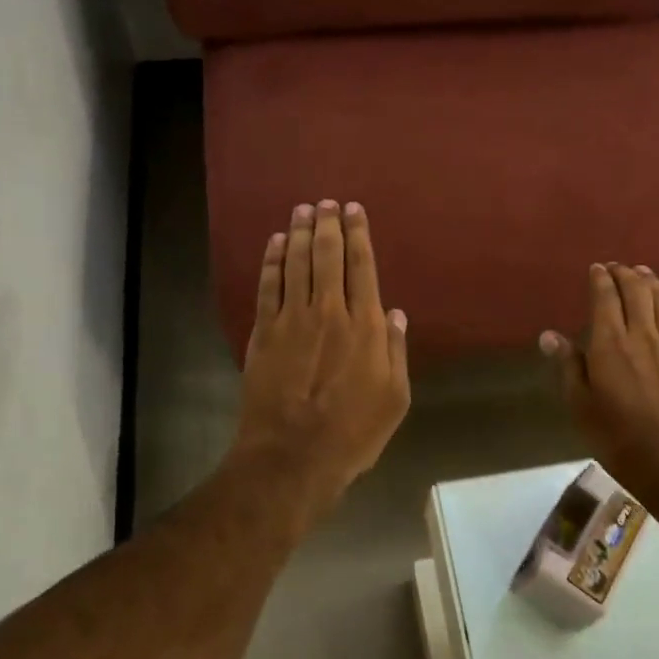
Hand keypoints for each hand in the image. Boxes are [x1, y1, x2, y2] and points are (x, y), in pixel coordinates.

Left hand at [230, 200, 410, 515]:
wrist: (291, 456)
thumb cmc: (352, 433)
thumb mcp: (395, 398)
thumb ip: (395, 350)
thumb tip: (394, 312)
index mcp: (364, 325)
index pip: (362, 266)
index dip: (358, 234)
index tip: (354, 210)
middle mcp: (328, 311)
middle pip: (327, 255)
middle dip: (327, 224)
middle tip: (326, 202)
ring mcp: (291, 319)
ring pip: (295, 263)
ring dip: (298, 232)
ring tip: (302, 209)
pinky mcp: (262, 333)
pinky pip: (267, 286)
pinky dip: (271, 261)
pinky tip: (274, 243)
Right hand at [541, 264, 658, 517]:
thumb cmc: (620, 439)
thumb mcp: (581, 406)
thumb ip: (568, 366)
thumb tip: (549, 335)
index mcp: (610, 344)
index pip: (605, 298)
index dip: (600, 280)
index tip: (596, 268)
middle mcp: (644, 335)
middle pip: (637, 292)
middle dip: (626, 274)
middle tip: (618, 266)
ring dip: (653, 283)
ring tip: (644, 273)